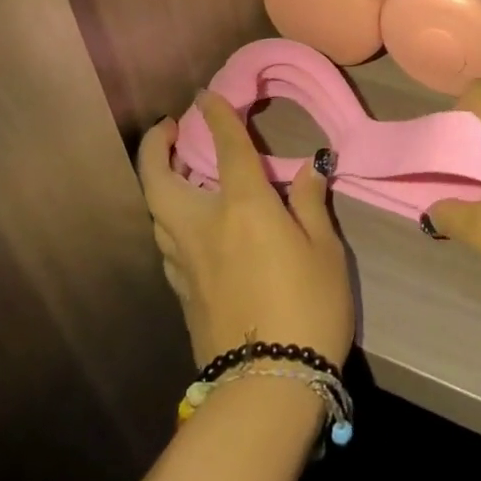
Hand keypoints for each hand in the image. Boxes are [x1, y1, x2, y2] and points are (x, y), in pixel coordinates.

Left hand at [138, 91, 355, 368]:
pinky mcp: (181, 292)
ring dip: (158, 182)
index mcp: (244, 208)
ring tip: (177, 170)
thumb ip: (310, 204)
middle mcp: (204, 226)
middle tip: (169, 129)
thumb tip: (308, 168)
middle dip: (155, 147)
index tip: (207, 94)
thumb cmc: (309, 308)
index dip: (216, 115)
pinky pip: (165, 242)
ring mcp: (185, 262)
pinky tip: (186, 224)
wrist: (268, 386)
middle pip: (159, 180)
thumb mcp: (325, 251)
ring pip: (156, 212)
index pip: (226, 147)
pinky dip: (168, 219)